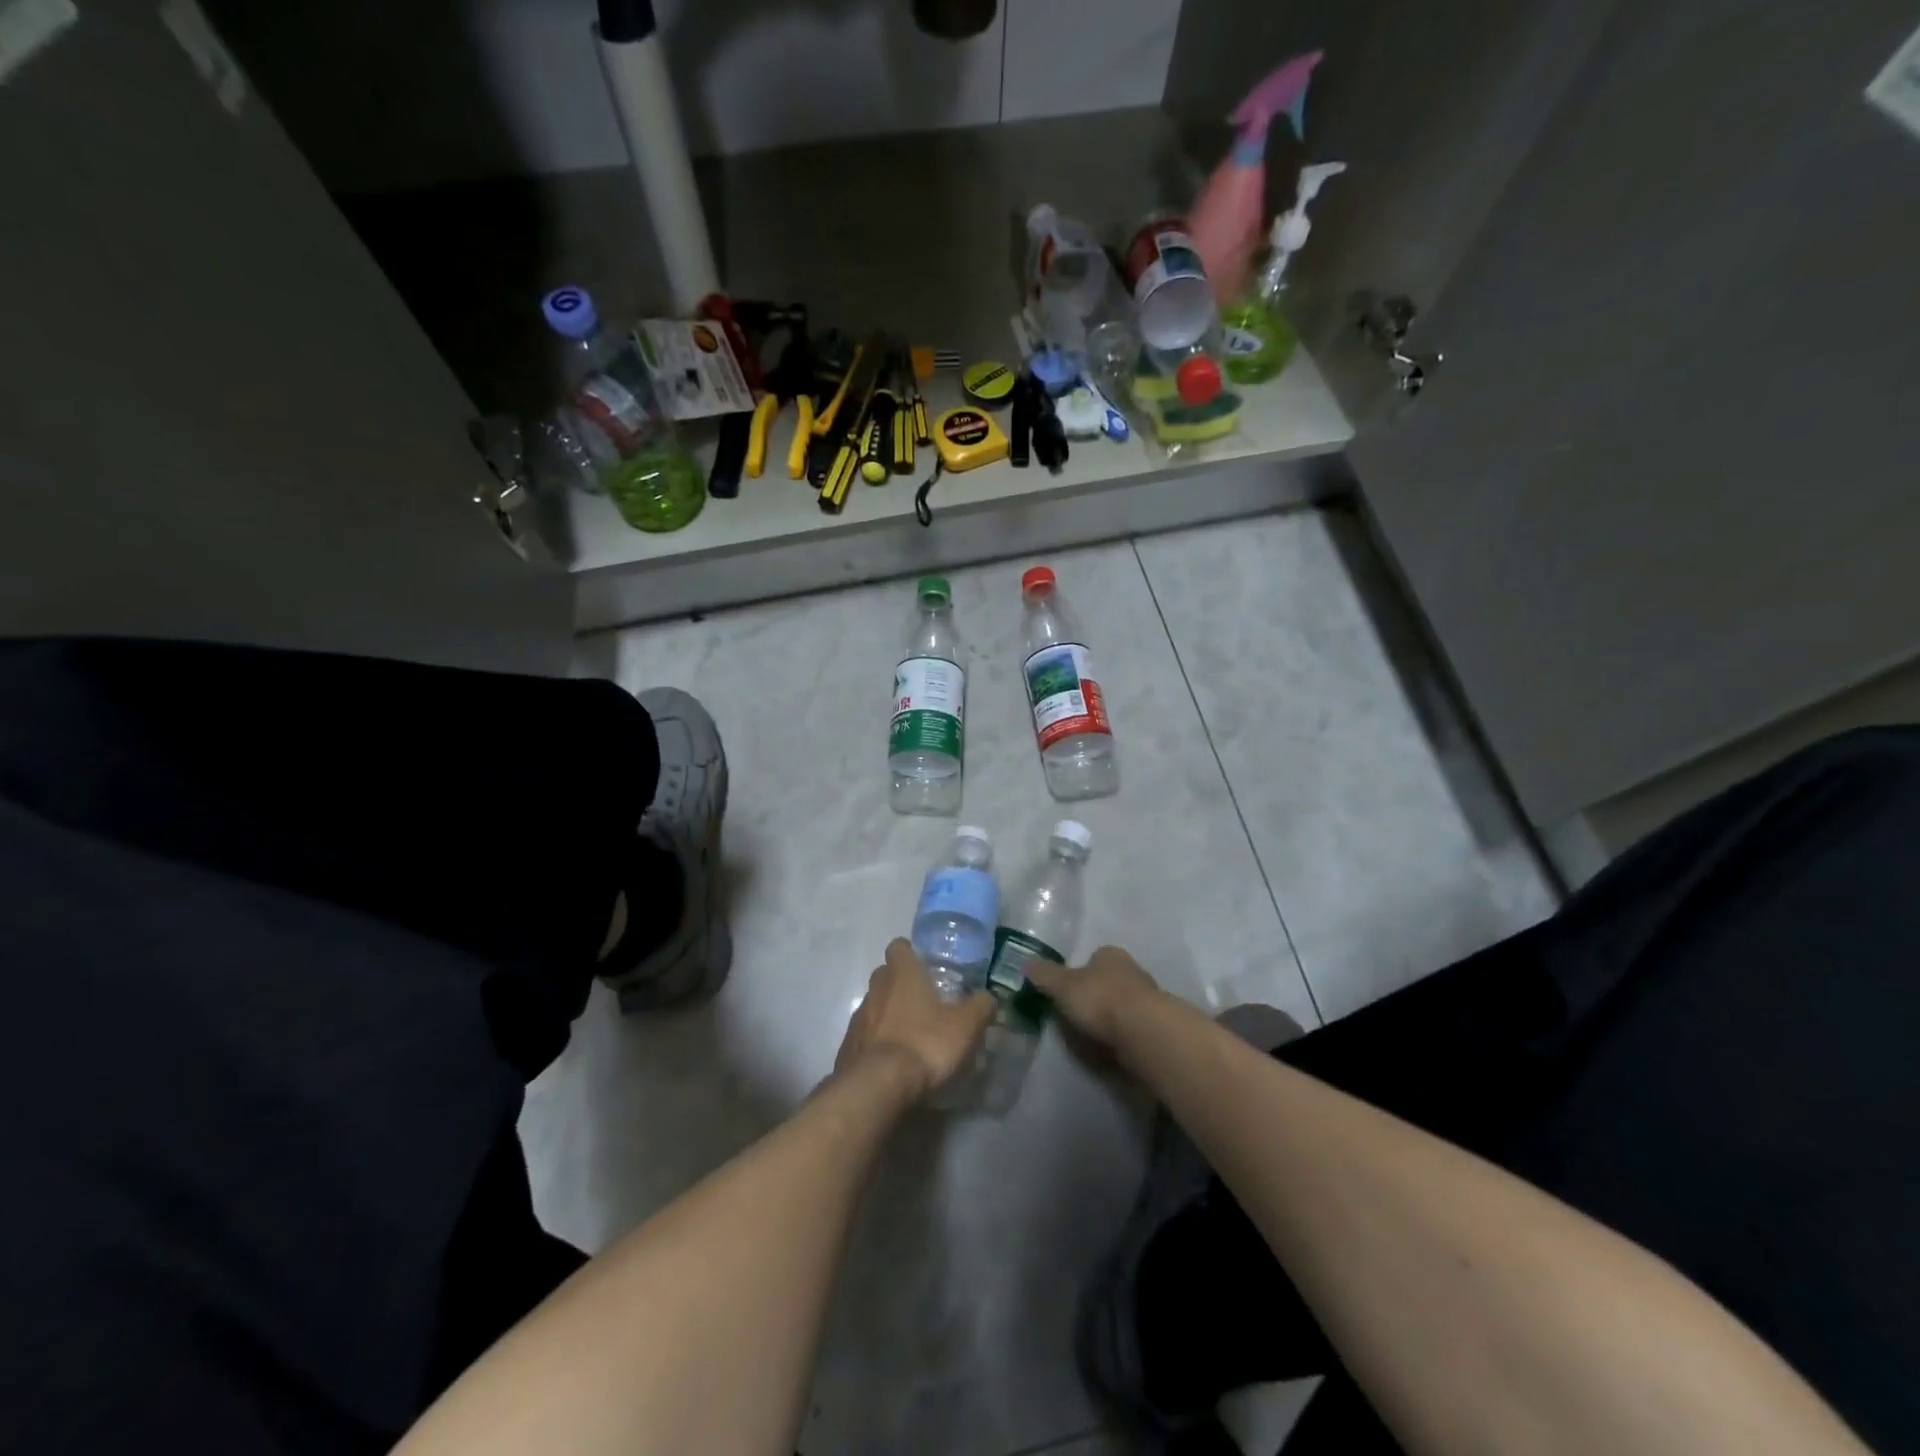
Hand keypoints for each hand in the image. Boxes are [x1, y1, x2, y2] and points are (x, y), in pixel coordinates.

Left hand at [836, 939, 995, 1100]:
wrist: (878, 1088)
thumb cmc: (925, 1043)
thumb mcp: (966, 1025)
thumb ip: (981, 1006)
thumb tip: (987, 998)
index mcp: (901, 974)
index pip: (899, 946)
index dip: (911, 953)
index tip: (926, 965)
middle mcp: (875, 989)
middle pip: (885, 975)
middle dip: (901, 984)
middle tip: (926, 1002)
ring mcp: (858, 1018)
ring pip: (874, 1006)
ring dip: (889, 1015)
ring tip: (912, 1035)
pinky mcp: (848, 1048)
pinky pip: (866, 1036)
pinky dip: (879, 1043)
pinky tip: (895, 1062)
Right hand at [1026, 945, 1163, 1053]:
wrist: (1143, 1031)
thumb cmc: (1100, 999)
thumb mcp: (1062, 986)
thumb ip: (1044, 975)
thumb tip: (1025, 963)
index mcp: (1109, 954)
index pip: (1092, 959)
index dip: (1078, 975)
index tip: (1067, 994)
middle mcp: (1132, 970)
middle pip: (1109, 981)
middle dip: (1096, 997)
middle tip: (1077, 1018)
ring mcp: (1148, 997)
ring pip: (1123, 1004)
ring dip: (1111, 1018)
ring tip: (1093, 1038)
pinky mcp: (1157, 1025)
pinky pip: (1133, 1027)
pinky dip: (1122, 1036)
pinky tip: (1112, 1050)